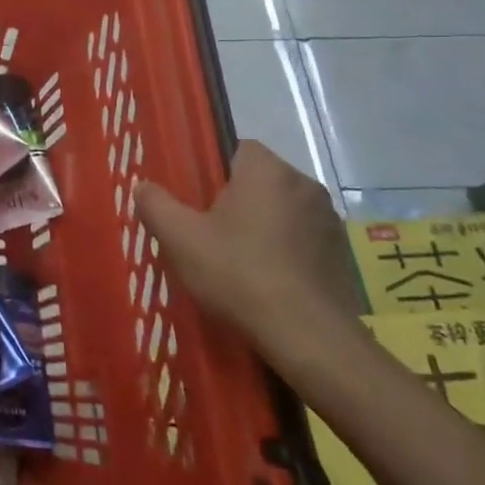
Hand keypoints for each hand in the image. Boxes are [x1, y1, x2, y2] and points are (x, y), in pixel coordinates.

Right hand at [136, 140, 361, 363]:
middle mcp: (304, 185)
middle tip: (207, 233)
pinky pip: (302, 240)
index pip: (237, 148)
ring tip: (236, 262)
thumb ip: (155, 205)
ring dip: (262, 227)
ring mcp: (328, 221)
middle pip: (259, 181)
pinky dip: (284, 252)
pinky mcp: (341, 255)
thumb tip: (143, 186)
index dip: (213, 171)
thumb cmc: (238, 273)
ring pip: (282, 211)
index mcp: (267, 171)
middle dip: (236, 201)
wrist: (307, 336)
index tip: (196, 200)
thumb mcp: (180, 238)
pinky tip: (265, 282)